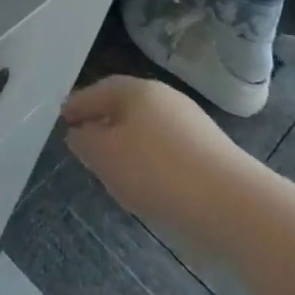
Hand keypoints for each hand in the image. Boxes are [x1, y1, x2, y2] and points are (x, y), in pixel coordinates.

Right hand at [62, 76, 245, 235]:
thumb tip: (79, 134)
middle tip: (86, 141)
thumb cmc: (157, 171)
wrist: (231, 204)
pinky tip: (147, 185)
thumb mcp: (106, 157)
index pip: (100, 90)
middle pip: (126, 107)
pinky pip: (168, 150)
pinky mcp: (210, 153)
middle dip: (104, 122)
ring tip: (114, 168)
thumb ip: (86, 143)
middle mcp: (166, 99)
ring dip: (128, 144)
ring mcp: (192, 125)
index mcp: (138, 90)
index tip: (63, 118)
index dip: (79, 104)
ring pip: (148, 129)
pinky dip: (151, 161)